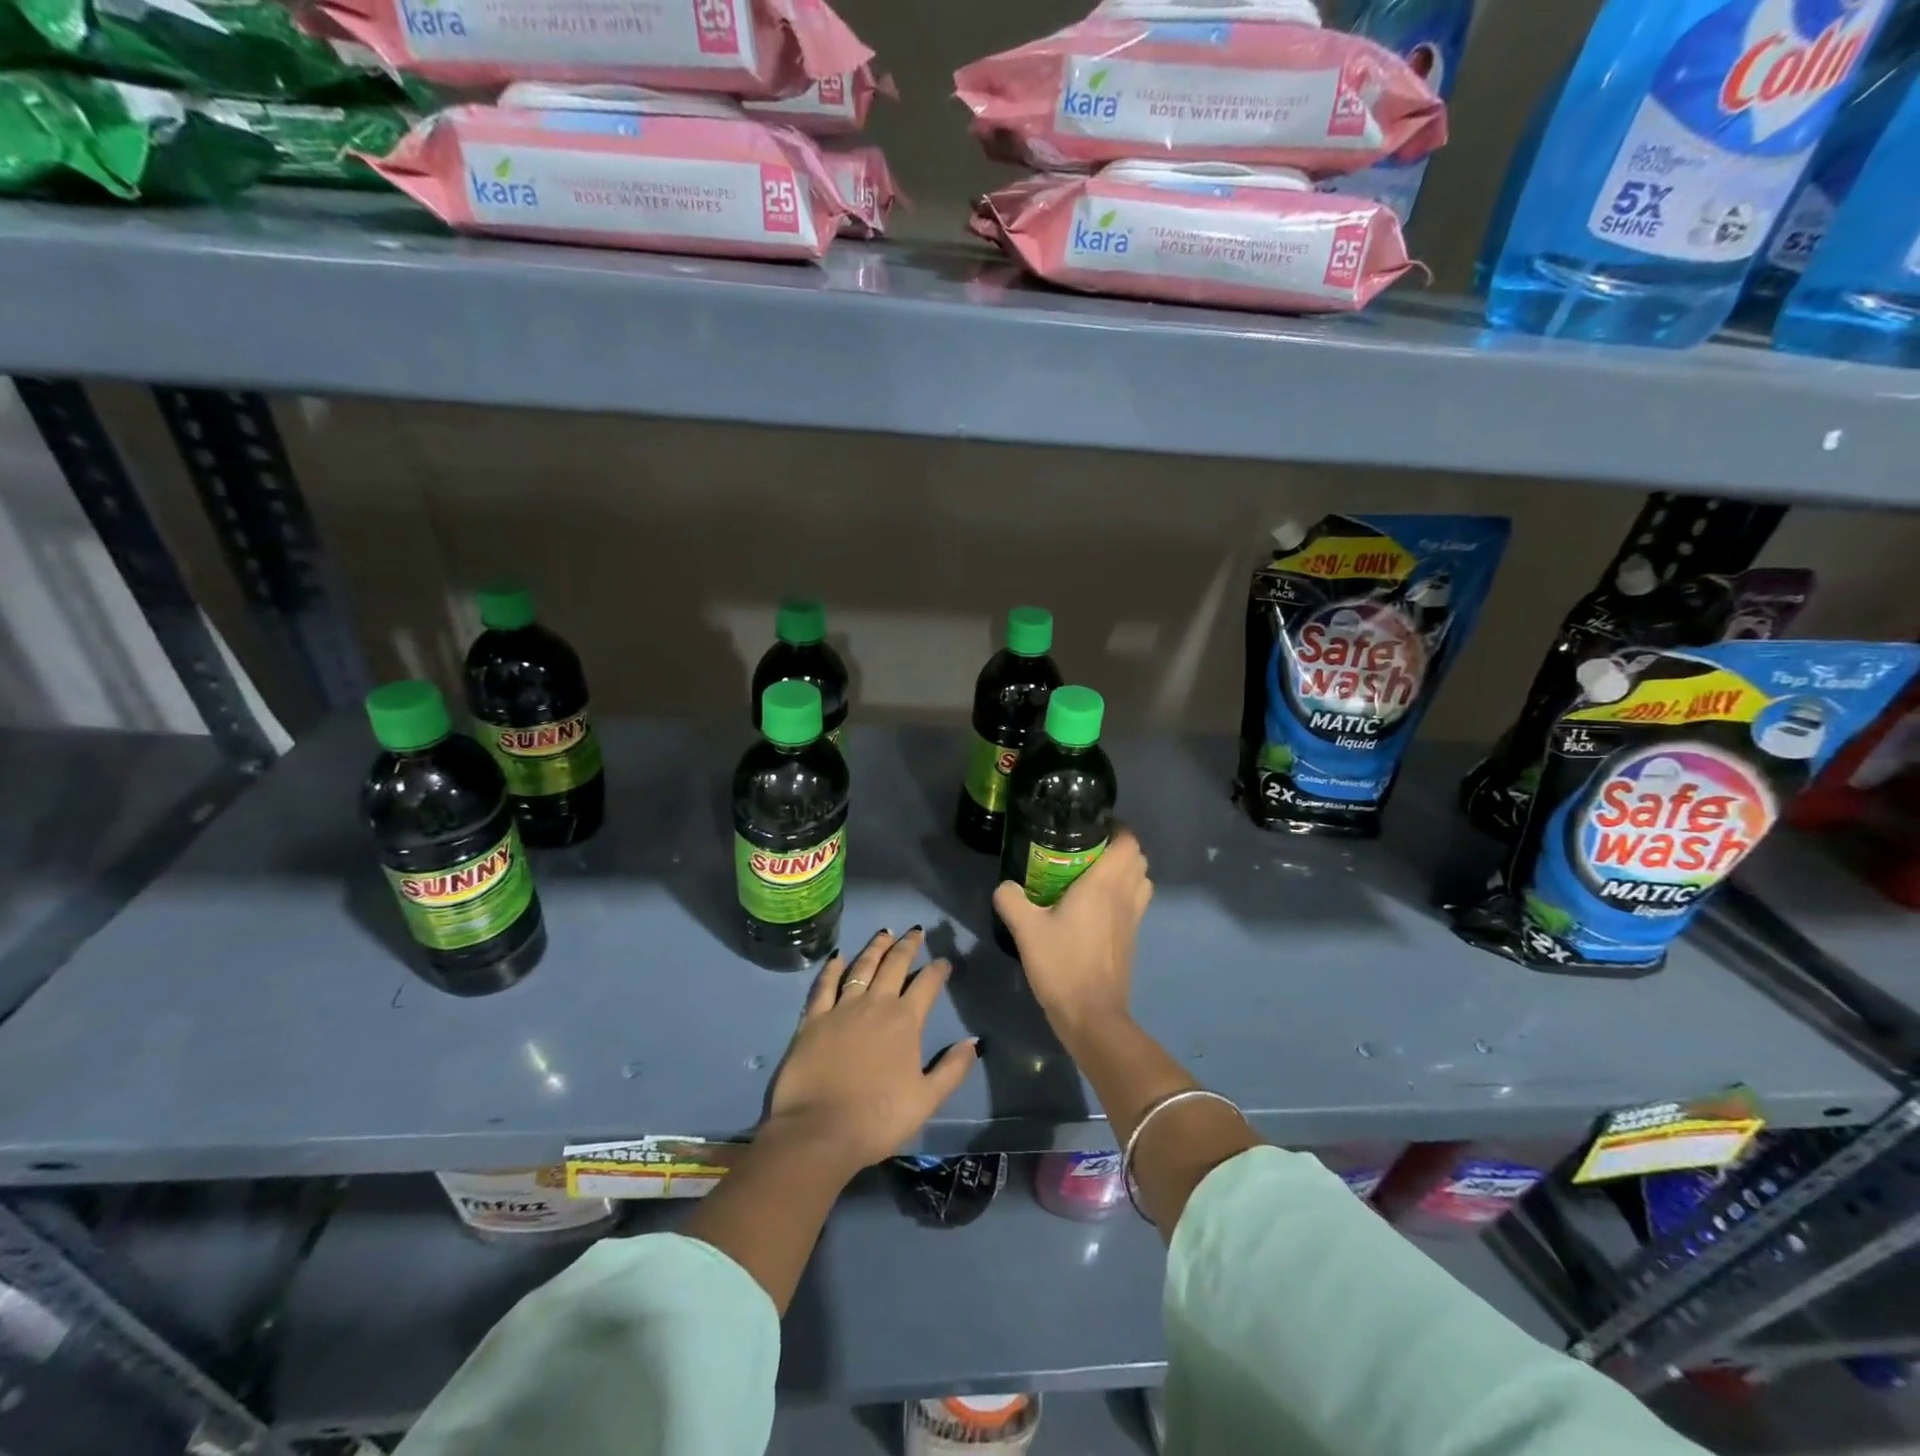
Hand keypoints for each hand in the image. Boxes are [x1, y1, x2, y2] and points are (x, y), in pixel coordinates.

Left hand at [763, 928, 978, 1175]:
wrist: (820, 1131)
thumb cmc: (878, 1119)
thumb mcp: (926, 1100)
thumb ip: (952, 1068)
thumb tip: (974, 1042)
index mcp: (905, 1021)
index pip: (926, 985)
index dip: (937, 970)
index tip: (943, 961)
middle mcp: (875, 1004)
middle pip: (894, 965)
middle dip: (907, 946)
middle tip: (915, 931)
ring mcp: (841, 1008)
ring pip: (862, 967)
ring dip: (875, 948)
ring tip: (884, 933)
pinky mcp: (813, 1019)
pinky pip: (824, 985)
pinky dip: (832, 968)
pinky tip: (838, 957)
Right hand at [994, 829, 1151, 1037]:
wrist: (1092, 1015)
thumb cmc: (1062, 965)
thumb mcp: (1026, 930)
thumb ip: (1012, 900)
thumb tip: (1004, 886)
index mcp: (1104, 884)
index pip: (1128, 842)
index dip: (1117, 828)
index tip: (1092, 826)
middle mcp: (1125, 895)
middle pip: (1138, 858)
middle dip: (1119, 847)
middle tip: (1087, 849)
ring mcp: (1133, 918)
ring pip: (1141, 880)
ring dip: (1125, 870)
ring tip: (1093, 874)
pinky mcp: (1131, 938)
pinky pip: (1135, 902)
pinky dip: (1124, 893)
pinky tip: (1094, 905)